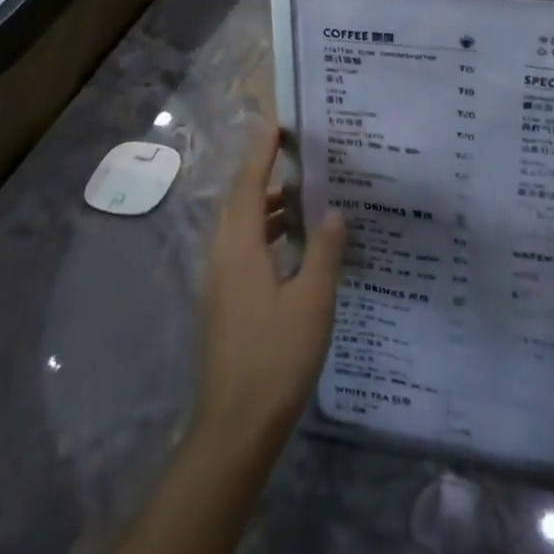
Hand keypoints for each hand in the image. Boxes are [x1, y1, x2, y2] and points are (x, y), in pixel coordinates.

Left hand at [196, 124, 347, 459]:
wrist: (236, 426)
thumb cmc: (276, 357)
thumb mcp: (312, 301)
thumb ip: (324, 251)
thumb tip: (333, 211)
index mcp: (238, 249)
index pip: (247, 186)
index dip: (260, 154)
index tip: (275, 126)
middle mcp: (221, 258)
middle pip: (239, 204)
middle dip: (264, 177)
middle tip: (296, 158)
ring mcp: (219, 284)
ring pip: (240, 230)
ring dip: (265, 209)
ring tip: (301, 199)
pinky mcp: (224, 305)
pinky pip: (242, 252)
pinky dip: (264, 235)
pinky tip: (291, 248)